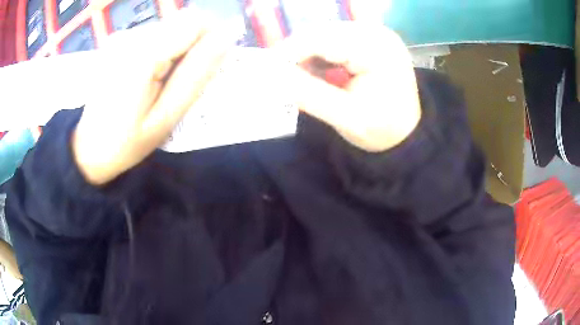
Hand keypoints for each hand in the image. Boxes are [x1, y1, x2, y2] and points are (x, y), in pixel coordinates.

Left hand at [72, 9, 236, 184]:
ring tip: (161, 81)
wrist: (88, 149)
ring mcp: (121, 36)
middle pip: (182, 21)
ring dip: (175, 49)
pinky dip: (160, 50)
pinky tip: (147, 75)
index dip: (209, 39)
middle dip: (192, 46)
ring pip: (170, 27)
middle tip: (180, 80)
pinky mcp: (117, 40)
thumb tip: (227, 38)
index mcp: (142, 56)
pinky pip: (154, 34)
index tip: (204, 67)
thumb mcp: (166, 117)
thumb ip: (196, 74)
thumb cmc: (126, 143)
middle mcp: (130, 36)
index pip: (195, 22)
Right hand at [276, 22, 420, 151]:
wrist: (407, 135)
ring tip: (301, 79)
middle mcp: (377, 32)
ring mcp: (374, 33)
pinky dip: (320, 55)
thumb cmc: (382, 130)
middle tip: (282, 79)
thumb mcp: (345, 117)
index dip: (289, 52)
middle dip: (296, 54)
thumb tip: (269, 75)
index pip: (322, 39)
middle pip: (322, 33)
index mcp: (377, 49)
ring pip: (325, 35)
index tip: (266, 72)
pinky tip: (319, 72)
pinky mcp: (370, 39)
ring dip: (307, 55)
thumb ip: (307, 94)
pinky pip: (334, 40)